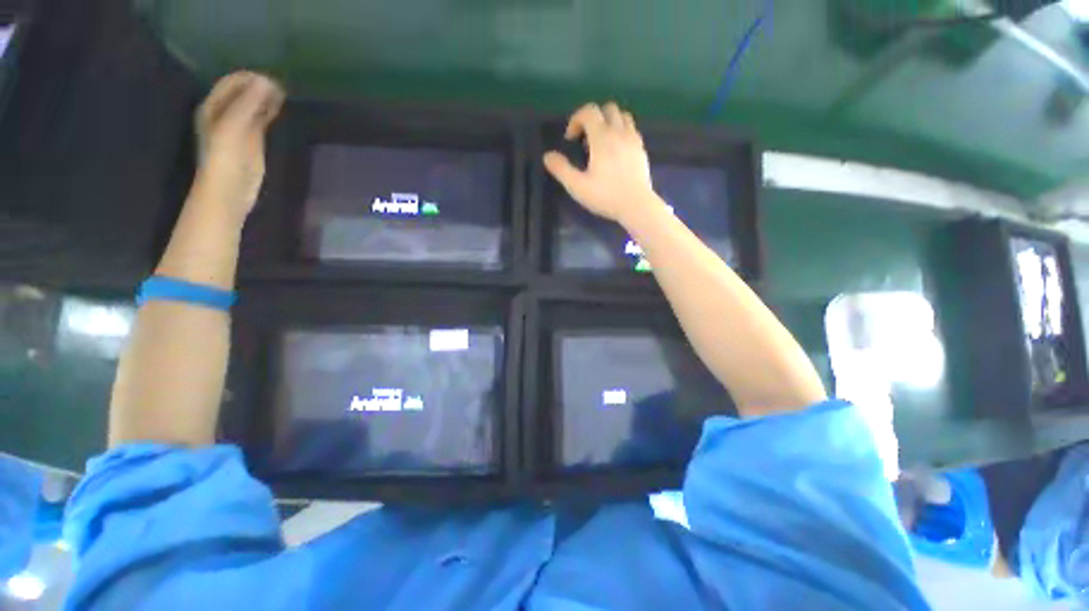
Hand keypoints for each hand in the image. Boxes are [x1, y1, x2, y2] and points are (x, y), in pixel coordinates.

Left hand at [195, 71, 284, 220]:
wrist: (229, 191)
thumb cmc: (226, 159)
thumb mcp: (233, 127)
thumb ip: (248, 104)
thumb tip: (268, 81)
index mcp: (214, 106)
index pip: (233, 82)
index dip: (251, 78)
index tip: (273, 81)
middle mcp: (225, 112)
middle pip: (244, 91)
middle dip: (261, 86)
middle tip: (282, 88)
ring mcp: (240, 126)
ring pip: (254, 104)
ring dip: (267, 97)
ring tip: (284, 94)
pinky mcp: (253, 139)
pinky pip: (261, 118)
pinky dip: (270, 111)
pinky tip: (280, 108)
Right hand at [543, 102, 656, 224]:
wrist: (636, 205)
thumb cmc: (605, 196)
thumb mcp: (578, 186)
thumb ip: (561, 169)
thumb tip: (547, 156)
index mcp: (602, 137)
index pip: (589, 111)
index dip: (576, 119)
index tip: (570, 139)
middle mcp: (619, 132)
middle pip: (607, 108)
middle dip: (593, 118)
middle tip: (585, 139)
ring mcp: (633, 140)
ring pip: (623, 116)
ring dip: (609, 122)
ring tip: (601, 143)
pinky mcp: (642, 150)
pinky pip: (632, 130)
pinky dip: (621, 132)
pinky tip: (616, 151)